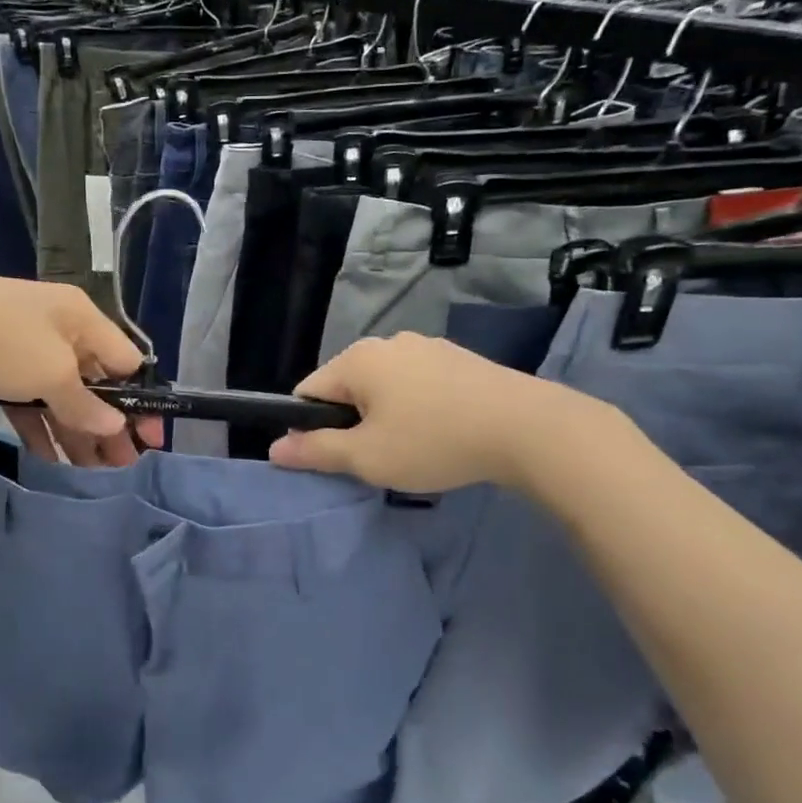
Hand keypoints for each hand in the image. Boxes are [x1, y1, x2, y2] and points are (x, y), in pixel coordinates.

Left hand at [0, 270, 160, 467]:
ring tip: (91, 471)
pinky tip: (51, 458)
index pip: (126, 361)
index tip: (148, 440)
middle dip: (109, 425)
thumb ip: (85, 404)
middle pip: (95, 382)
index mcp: (82, 319)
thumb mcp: (51, 374)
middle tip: (120, 466)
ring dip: (77, 431)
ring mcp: (26, 346)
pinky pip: (30, 398)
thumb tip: (115, 426)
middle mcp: (60, 329)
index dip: (141, 401)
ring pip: (62, 394)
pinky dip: (42, 425)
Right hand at [268, 332, 613, 495]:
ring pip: (386, 386)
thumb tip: (274, 449)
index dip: (311, 428)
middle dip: (352, 423)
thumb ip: (316, 451)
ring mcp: (428, 346)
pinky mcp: (459, 359)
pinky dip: (418, 408)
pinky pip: (419, 385)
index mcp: (358, 359)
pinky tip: (443, 433)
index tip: (334, 458)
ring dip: (386, 416)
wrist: (527, 428)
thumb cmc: (433, 441)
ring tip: (414, 450)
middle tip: (377, 459)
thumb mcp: (366, 457)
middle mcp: (389, 342)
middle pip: (348, 387)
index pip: (309, 391)